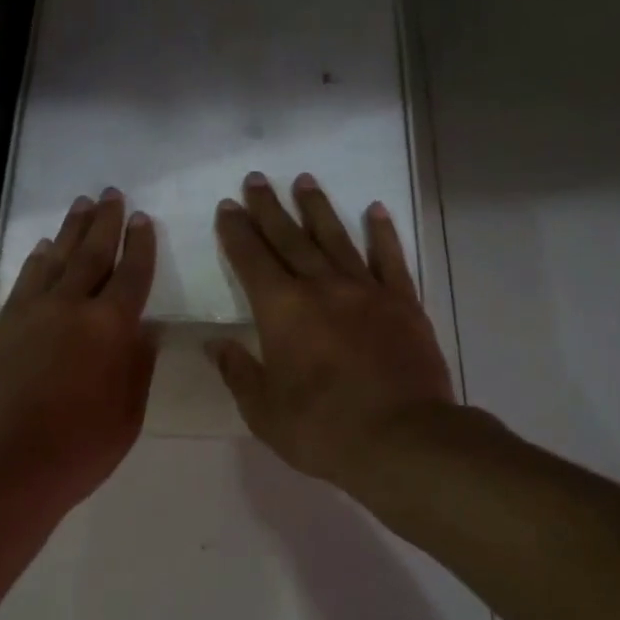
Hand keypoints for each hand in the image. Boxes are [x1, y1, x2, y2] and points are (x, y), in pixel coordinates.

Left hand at [0, 189, 157, 511]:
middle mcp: (71, 308)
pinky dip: (37, 260)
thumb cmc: (77, 450)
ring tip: (80, 206)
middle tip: (111, 193)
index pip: (132, 276)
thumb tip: (144, 332)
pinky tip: (43, 250)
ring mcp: (32, 314)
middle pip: (92, 254)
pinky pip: (25, 281)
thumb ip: (138, 367)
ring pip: (55, 259)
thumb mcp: (127, 416)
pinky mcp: (3, 326)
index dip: (140, 246)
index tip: (142, 219)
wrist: (1, 464)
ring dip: (69, 231)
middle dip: (104, 222)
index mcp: (111, 329)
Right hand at [210, 173, 453, 489]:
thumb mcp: (264, 411)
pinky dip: (382, 233)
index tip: (227, 208)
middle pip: (290, 239)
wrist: (402, 439)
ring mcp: (367, 291)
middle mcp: (322, 288)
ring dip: (318, 209)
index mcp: (282, 311)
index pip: (252, 260)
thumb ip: (238, 373)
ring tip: (304, 181)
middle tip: (256, 180)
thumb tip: (215, 344)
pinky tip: (375, 211)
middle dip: (270, 209)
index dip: (236, 233)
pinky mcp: (403, 304)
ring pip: (337, 239)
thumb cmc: (322, 430)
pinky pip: (391, 259)